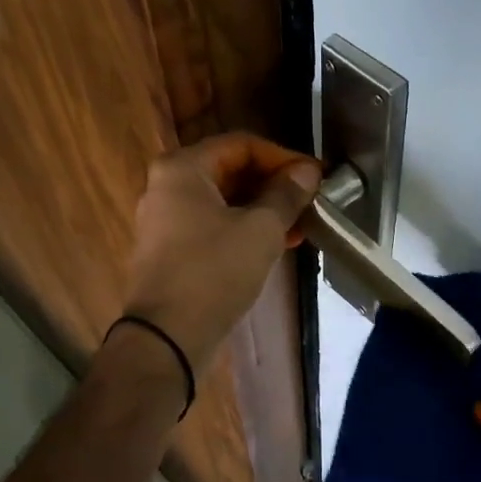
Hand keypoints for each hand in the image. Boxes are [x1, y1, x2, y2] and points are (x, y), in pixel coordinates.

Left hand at [122, 132, 320, 374]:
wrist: (168, 336)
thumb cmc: (214, 271)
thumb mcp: (261, 229)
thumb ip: (286, 194)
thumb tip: (307, 172)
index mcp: (182, 169)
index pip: (241, 145)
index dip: (283, 157)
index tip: (315, 176)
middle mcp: (167, 186)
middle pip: (230, 170)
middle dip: (274, 184)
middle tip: (310, 200)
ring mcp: (165, 219)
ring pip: (224, 201)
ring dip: (264, 209)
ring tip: (301, 225)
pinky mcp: (171, 249)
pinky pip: (214, 225)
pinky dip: (245, 228)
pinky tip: (277, 243)